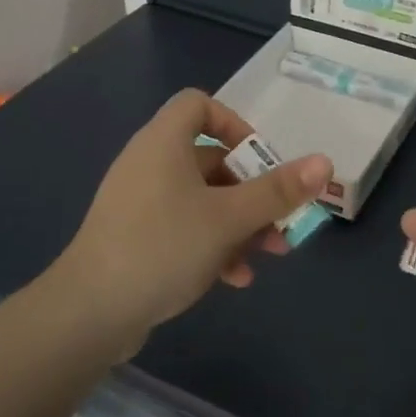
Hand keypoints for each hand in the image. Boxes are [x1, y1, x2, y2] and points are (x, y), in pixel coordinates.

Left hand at [57, 89, 330, 347]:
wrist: (90, 312)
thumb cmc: (163, 246)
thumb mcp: (229, 218)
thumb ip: (278, 191)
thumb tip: (324, 162)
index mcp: (164, 143)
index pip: (198, 104)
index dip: (234, 122)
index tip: (260, 158)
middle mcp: (149, 164)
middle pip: (210, 159)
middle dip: (252, 190)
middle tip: (282, 217)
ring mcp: (140, 202)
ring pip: (202, 199)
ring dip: (240, 223)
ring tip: (270, 253)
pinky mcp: (136, 237)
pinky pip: (183, 227)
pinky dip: (213, 244)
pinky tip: (234, 279)